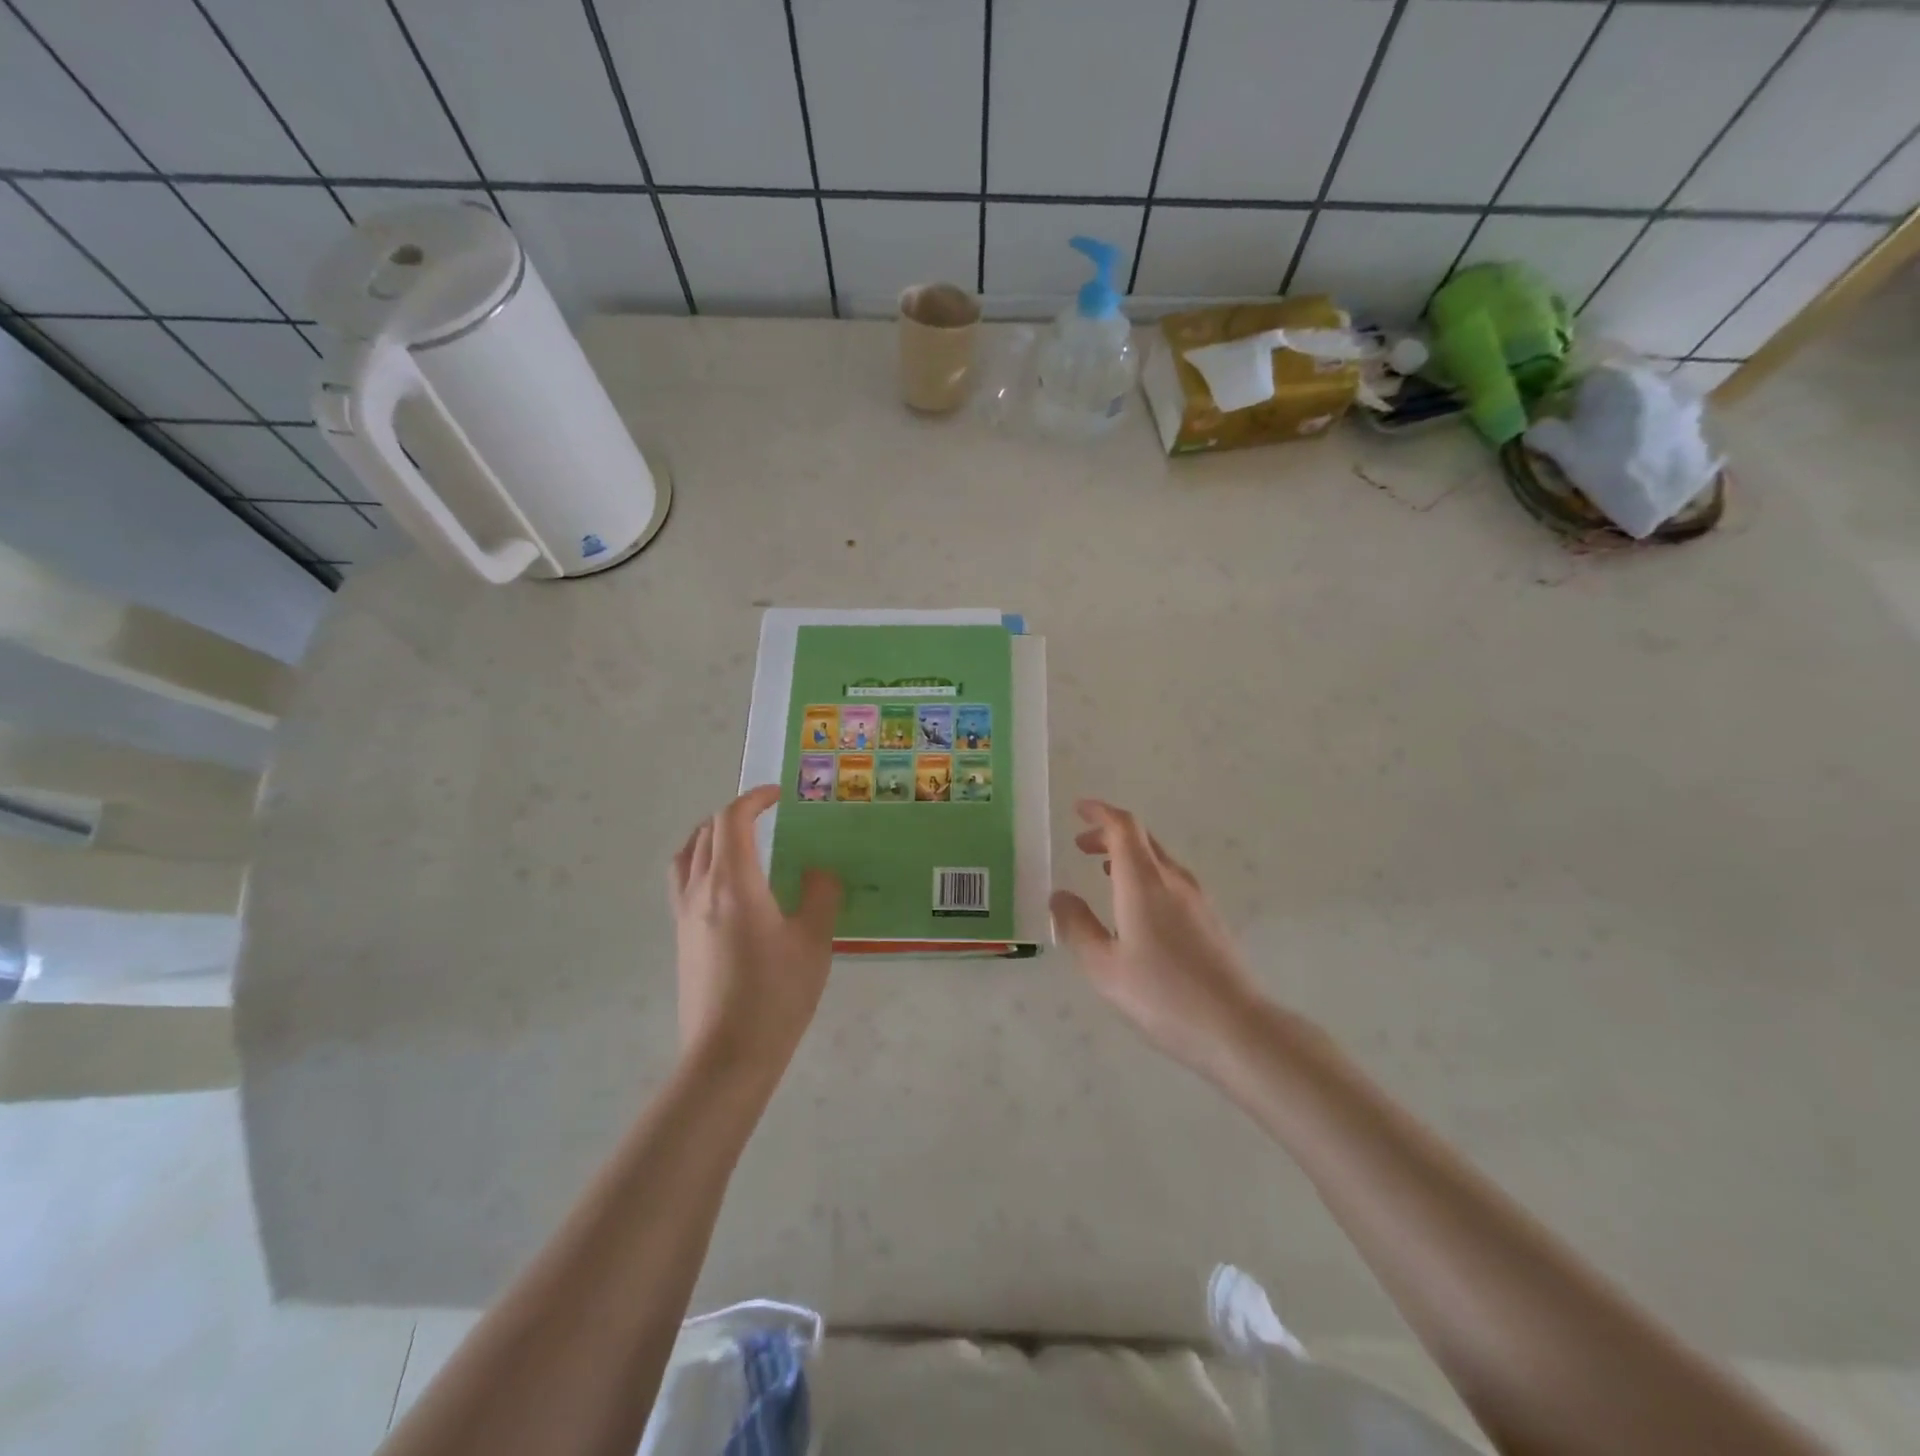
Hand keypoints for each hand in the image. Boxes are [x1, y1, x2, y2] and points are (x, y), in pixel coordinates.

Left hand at [669, 785, 841, 1080]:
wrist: (727, 1057)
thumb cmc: (776, 995)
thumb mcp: (814, 941)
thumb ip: (821, 895)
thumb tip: (818, 872)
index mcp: (734, 883)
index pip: (732, 820)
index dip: (754, 799)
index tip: (778, 795)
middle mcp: (700, 891)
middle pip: (706, 832)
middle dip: (734, 814)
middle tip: (765, 815)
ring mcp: (684, 916)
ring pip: (687, 856)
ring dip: (711, 836)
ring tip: (739, 841)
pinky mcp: (681, 940)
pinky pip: (683, 882)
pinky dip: (702, 863)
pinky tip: (729, 887)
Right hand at [1050, 800, 1262, 1077]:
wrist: (1236, 1027)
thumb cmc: (1162, 994)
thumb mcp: (1104, 966)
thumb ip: (1077, 926)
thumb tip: (1059, 896)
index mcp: (1144, 882)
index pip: (1123, 827)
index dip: (1100, 812)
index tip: (1078, 809)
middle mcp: (1173, 879)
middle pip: (1141, 838)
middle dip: (1109, 834)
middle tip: (1081, 846)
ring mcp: (1197, 898)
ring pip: (1158, 860)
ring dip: (1128, 857)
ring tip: (1103, 874)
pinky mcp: (1211, 918)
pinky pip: (1172, 880)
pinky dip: (1146, 876)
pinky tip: (1137, 908)